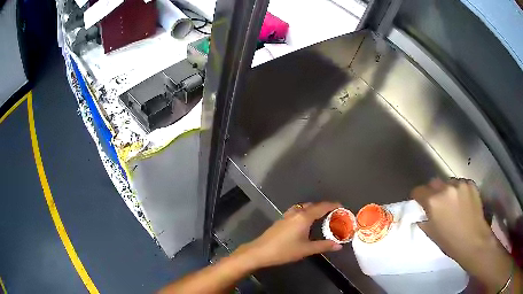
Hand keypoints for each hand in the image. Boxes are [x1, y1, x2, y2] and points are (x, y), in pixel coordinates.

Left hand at [233, 202, 342, 269]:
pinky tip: (305, 223)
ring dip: (313, 209)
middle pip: (313, 205)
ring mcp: (287, 215)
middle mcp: (296, 212)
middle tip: (333, 215)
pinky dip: (305, 212)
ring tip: (321, 218)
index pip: (322, 207)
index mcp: (304, 217)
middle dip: (324, 208)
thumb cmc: (285, 250)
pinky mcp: (281, 220)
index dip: (333, 205)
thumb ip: (324, 246)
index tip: (342, 207)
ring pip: (303, 207)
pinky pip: (296, 211)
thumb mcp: (307, 249)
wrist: (260, 251)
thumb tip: (339, 246)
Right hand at [411, 178, 512, 290]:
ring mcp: (460, 184)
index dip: (418, 197)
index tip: (420, 202)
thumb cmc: (450, 242)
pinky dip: (459, 190)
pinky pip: (460, 183)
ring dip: (446, 190)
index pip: (418, 190)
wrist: (474, 241)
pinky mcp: (470, 184)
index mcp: (433, 201)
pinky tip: (462, 201)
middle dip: (432, 191)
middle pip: (433, 182)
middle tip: (436, 203)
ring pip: (448, 182)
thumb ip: (424, 220)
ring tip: (452, 202)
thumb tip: (421, 215)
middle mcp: (446, 188)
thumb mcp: (432, 233)